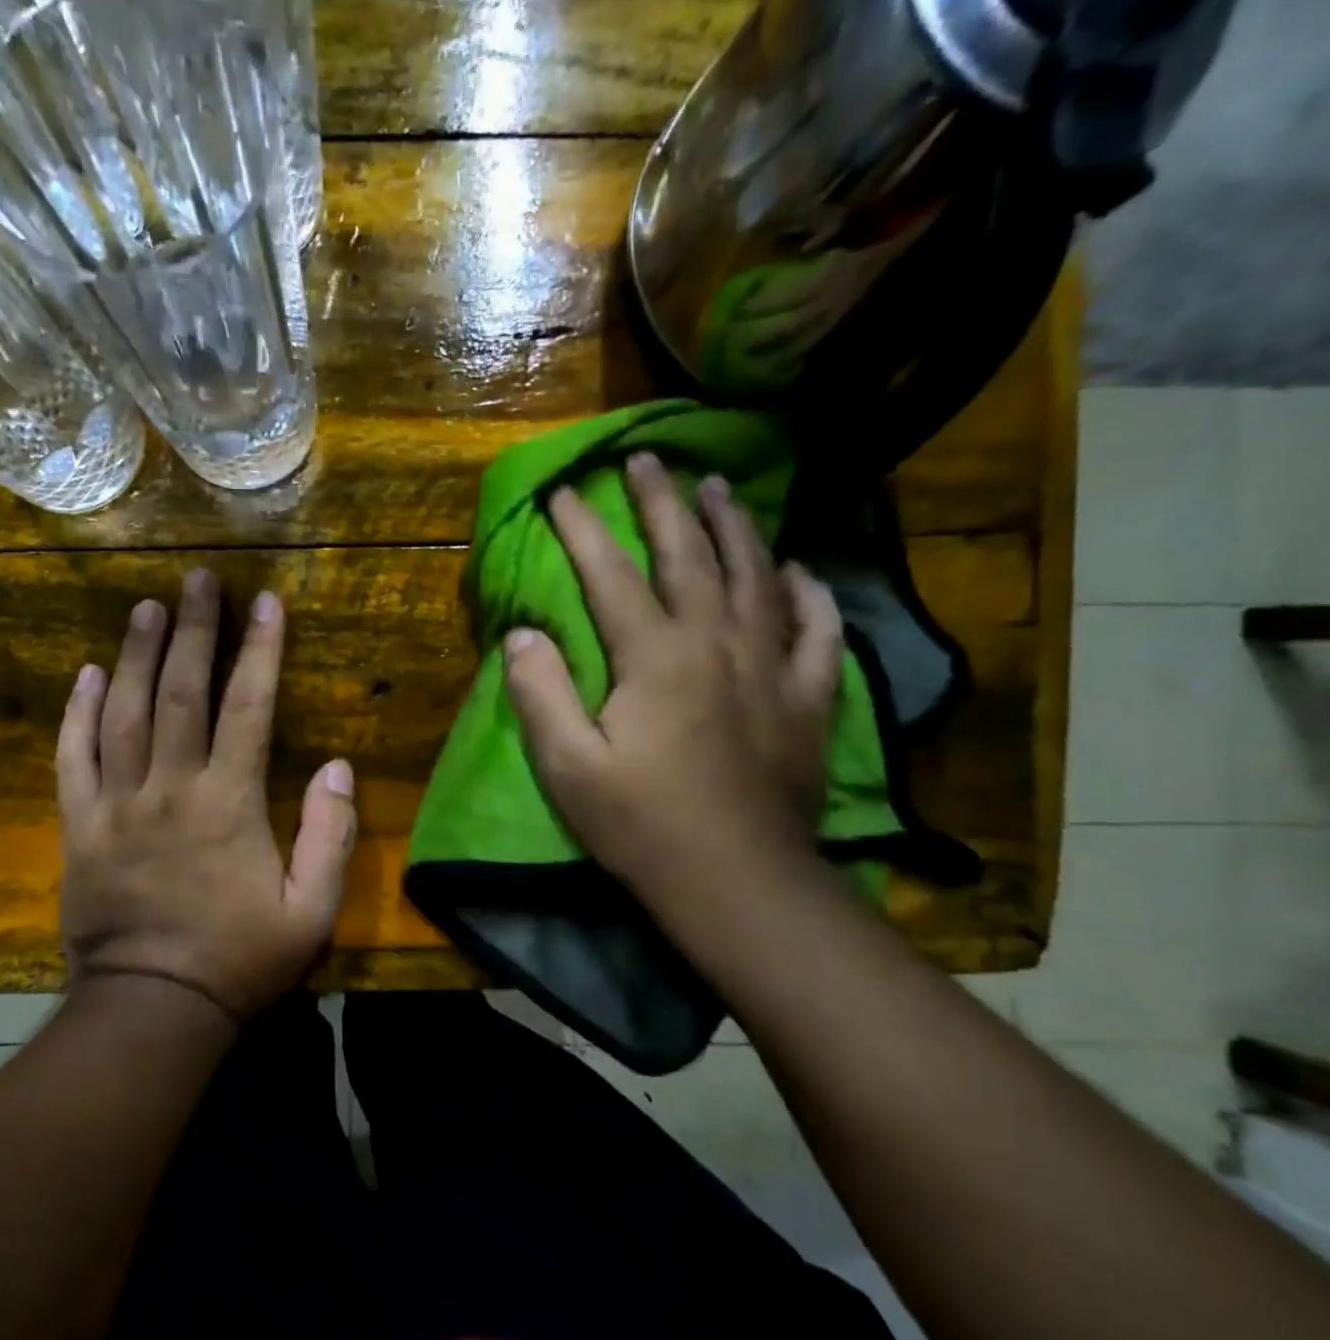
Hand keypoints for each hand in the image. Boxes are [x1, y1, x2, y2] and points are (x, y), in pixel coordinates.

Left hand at [56, 570, 357, 1023]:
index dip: (259, 651)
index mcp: (228, 803)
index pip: (248, 708)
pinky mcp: (79, 826)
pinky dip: (78, 712)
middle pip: (181, 693)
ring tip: (147, 607)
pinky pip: (73, 757)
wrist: (152, 1007)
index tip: (265, 602)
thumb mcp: (311, 910)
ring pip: (124, 712)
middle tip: (198, 579)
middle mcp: (170, 788)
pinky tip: (87, 673)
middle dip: (194, 631)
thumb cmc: (239, 959)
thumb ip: (329, 835)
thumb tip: (338, 766)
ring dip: (137, 654)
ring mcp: (116, 804)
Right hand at [504, 452, 842, 904]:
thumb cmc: (642, 825)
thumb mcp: (567, 767)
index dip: (584, 528)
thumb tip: (522, 634)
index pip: (611, 574)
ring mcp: (771, 666)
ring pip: (756, 575)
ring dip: (734, 526)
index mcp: (654, 656)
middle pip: (690, 554)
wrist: (737, 881)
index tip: (564, 491)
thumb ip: (540, 693)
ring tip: (718, 487)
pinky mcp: (808, 697)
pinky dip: (809, 593)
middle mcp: (716, 642)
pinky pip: (816, 630)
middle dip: (663, 502)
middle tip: (649, 458)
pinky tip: (799, 570)